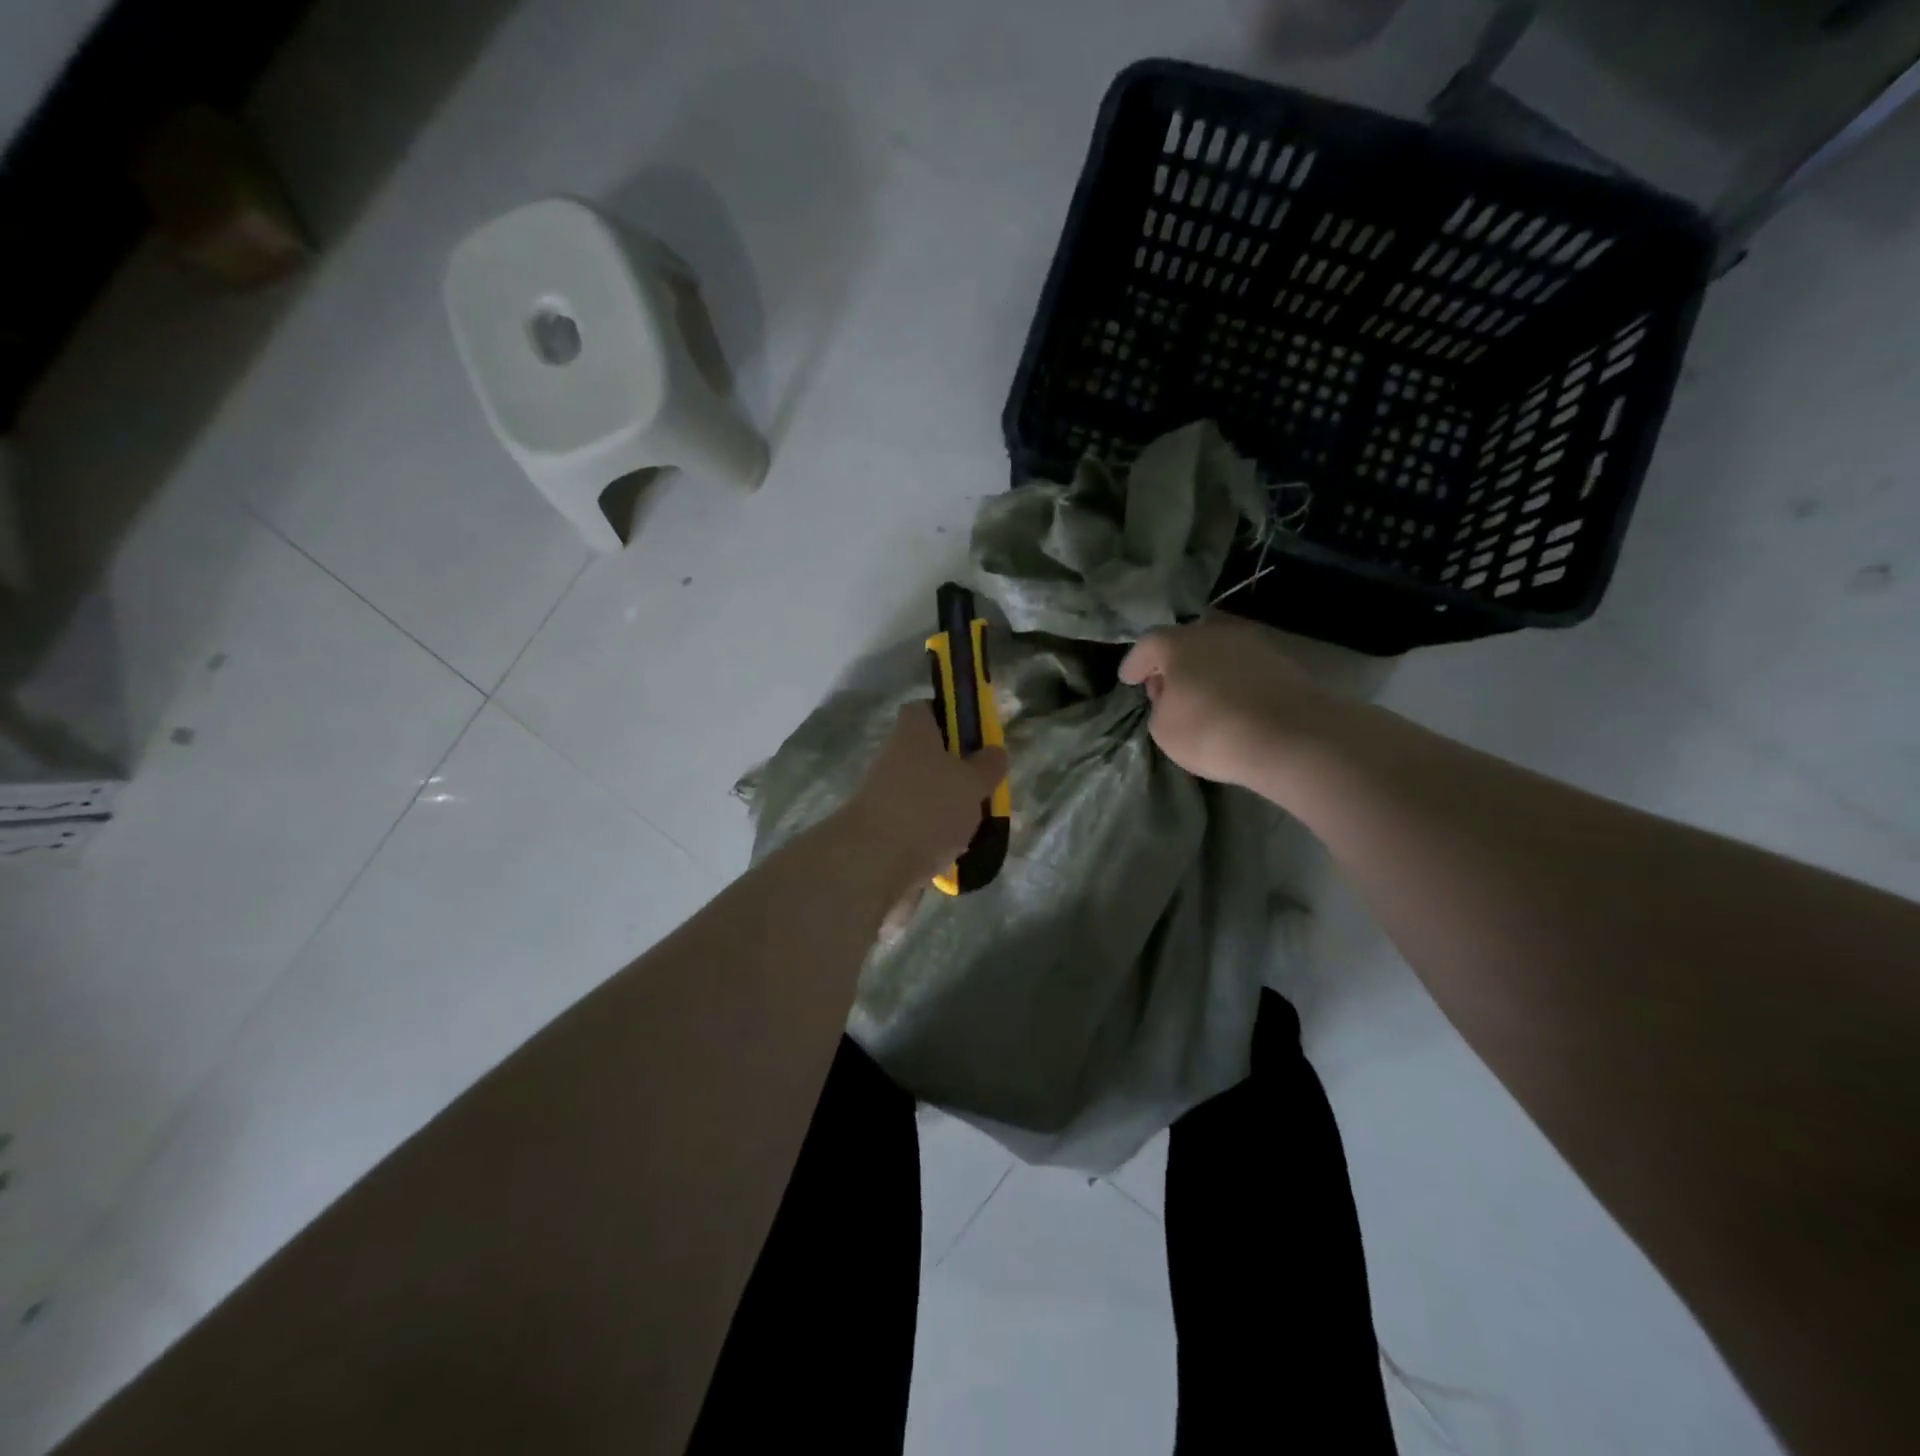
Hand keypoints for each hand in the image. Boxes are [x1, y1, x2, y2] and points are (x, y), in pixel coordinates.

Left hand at [836, 704, 1008, 887]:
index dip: (950, 718)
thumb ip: (988, 765)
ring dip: (947, 807)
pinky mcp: (880, 829)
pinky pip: (914, 825)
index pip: (925, 710)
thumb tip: (994, 751)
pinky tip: (953, 853)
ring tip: (974, 828)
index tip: (975, 739)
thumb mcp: (972, 782)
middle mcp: (893, 757)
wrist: (873, 863)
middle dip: (956, 772)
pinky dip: (933, 836)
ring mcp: (883, 795)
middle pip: (927, 755)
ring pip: (923, 792)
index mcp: (912, 733)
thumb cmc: (928, 808)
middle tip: (983, 789)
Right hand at [1119, 615, 1329, 787]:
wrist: (1291, 737)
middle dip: (1171, 665)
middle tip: (1163, 688)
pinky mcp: (1282, 664)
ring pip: (1217, 654)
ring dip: (1204, 672)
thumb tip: (1173, 699)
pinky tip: (1230, 703)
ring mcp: (1253, 645)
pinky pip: (1243, 670)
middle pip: (1184, 643)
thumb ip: (1159, 708)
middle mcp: (1215, 633)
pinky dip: (1231, 682)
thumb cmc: (1211, 731)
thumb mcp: (1164, 729)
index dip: (1134, 664)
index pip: (1147, 645)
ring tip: (1199, 697)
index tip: (1127, 679)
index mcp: (1178, 643)